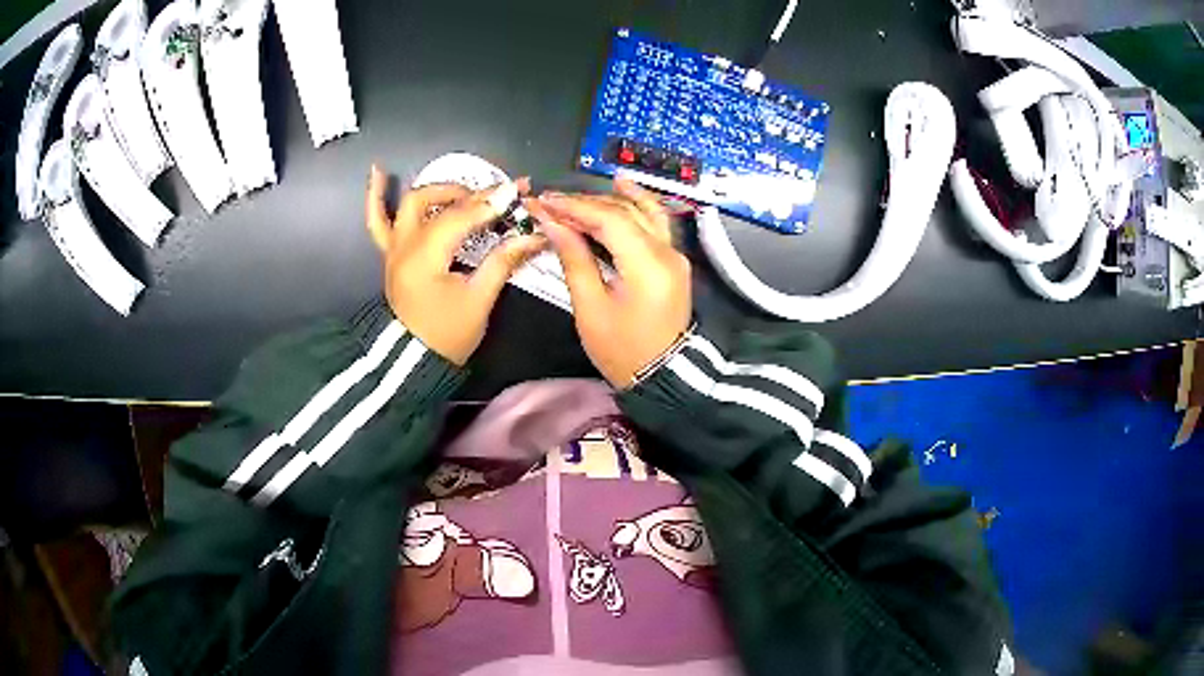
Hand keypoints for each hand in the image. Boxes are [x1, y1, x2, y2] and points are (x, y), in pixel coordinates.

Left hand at [366, 164, 544, 364]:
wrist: (413, 361)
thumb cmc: (447, 335)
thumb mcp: (479, 301)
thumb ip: (502, 262)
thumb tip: (534, 235)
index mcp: (425, 257)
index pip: (460, 217)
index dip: (490, 202)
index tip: (518, 191)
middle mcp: (404, 245)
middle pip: (434, 202)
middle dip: (467, 194)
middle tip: (494, 200)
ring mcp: (393, 248)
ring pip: (407, 204)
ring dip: (435, 190)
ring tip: (460, 187)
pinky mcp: (390, 254)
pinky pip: (376, 221)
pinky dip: (375, 196)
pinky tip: (377, 171)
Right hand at [527, 177, 691, 387]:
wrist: (663, 377)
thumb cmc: (623, 350)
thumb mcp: (591, 309)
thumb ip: (575, 260)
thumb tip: (554, 224)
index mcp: (647, 265)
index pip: (609, 219)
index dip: (574, 207)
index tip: (544, 202)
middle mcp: (667, 252)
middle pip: (625, 211)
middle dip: (586, 203)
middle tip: (552, 202)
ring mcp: (674, 255)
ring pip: (643, 212)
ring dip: (610, 199)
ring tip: (580, 192)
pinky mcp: (673, 261)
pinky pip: (655, 223)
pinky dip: (638, 205)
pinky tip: (624, 190)